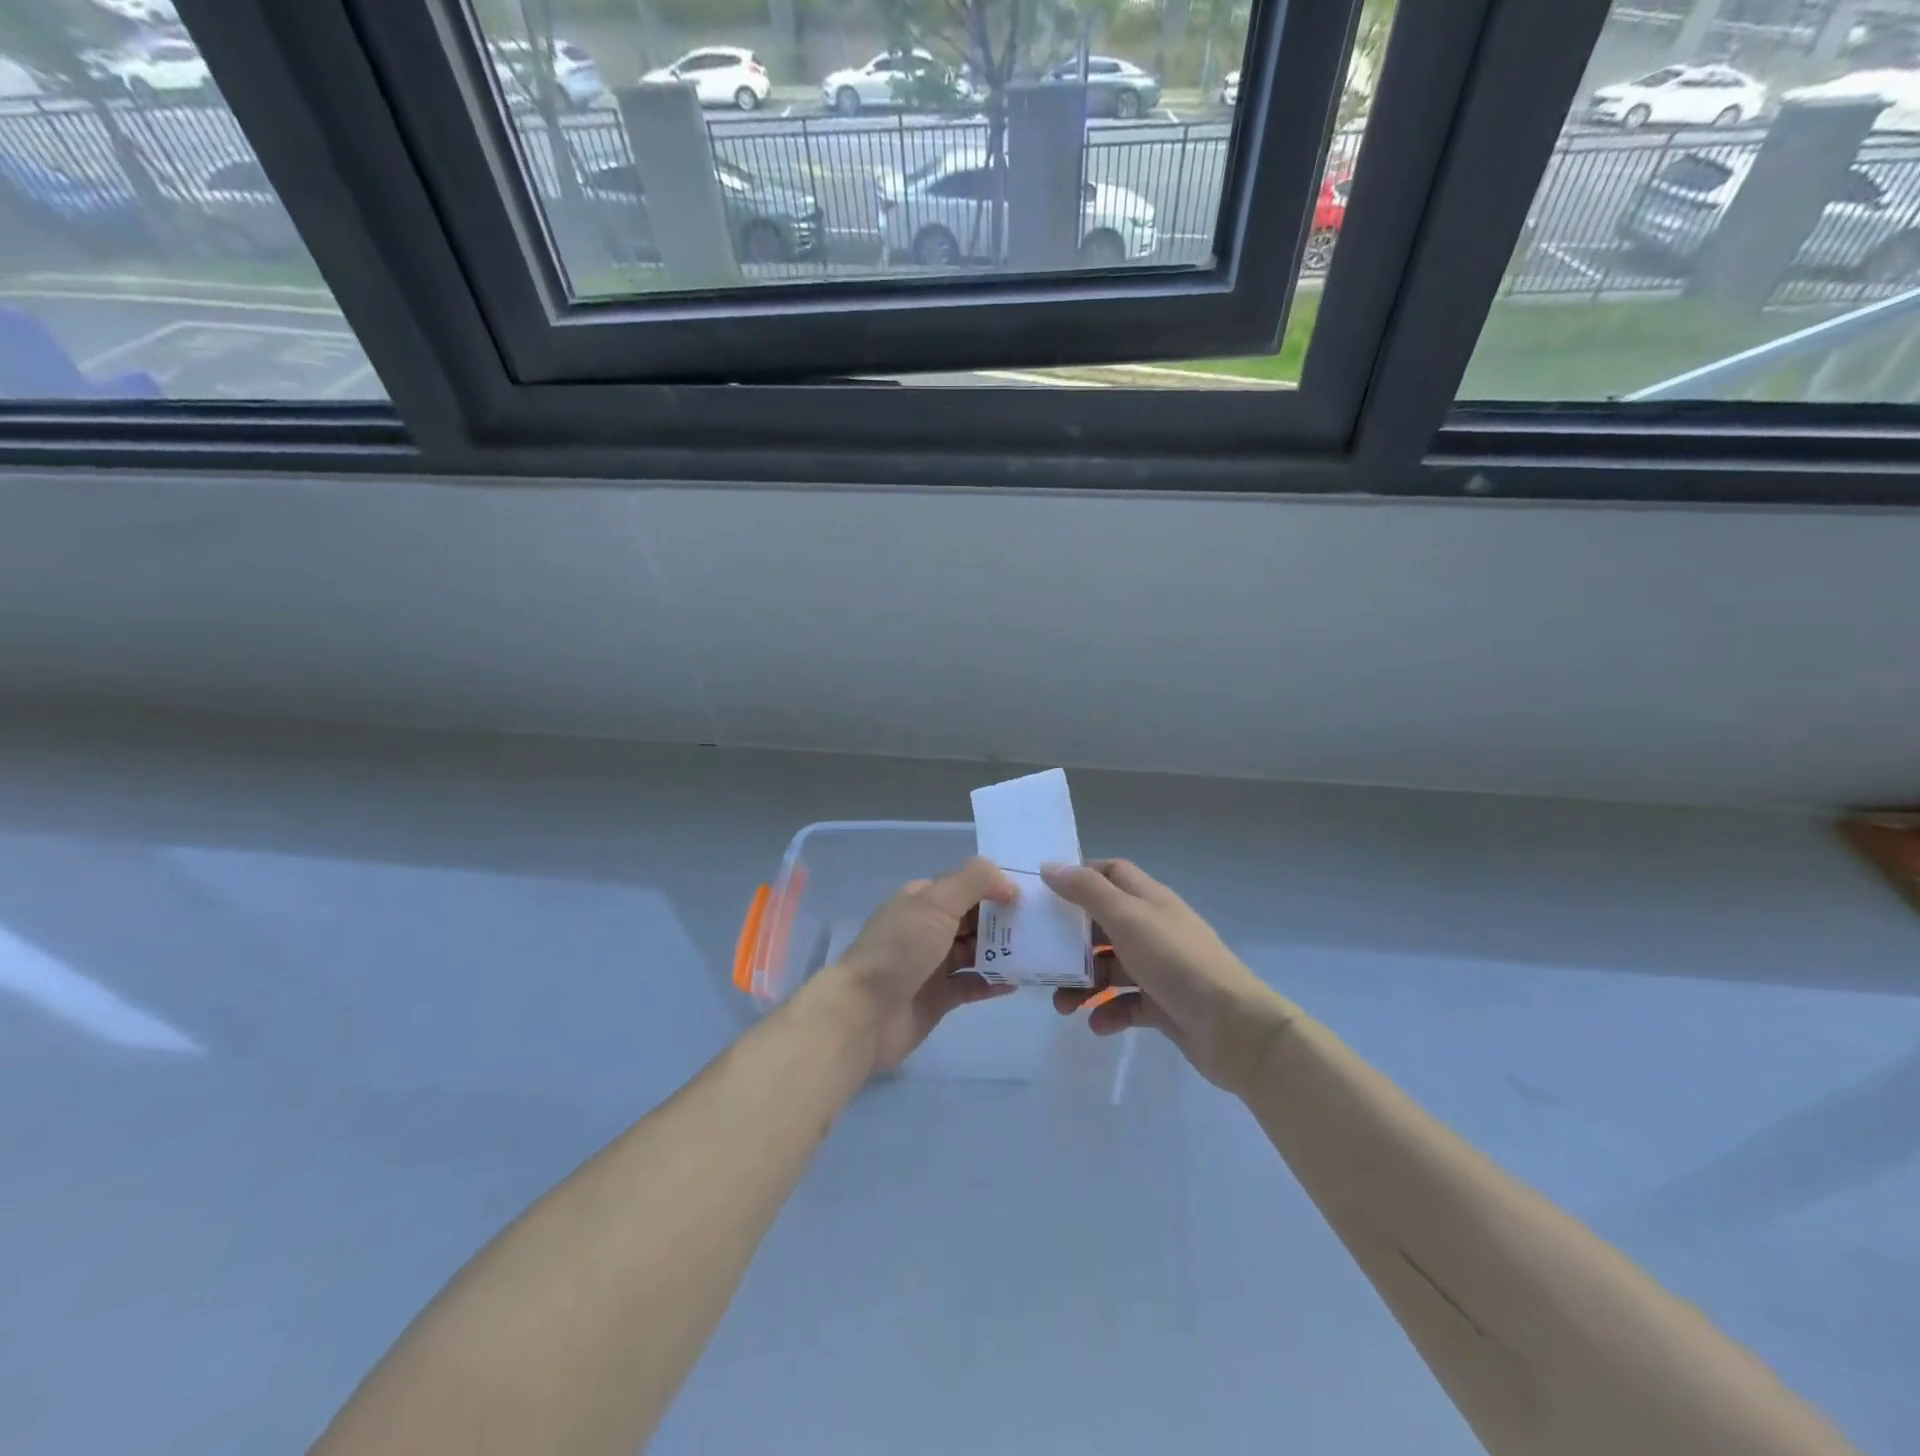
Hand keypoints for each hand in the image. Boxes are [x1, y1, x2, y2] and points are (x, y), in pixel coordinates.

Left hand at [814, 857, 1019, 1072]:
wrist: (863, 1014)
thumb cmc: (900, 950)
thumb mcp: (935, 902)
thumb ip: (974, 882)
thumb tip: (1009, 883)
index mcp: (923, 900)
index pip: (966, 885)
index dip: (997, 887)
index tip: (1032, 894)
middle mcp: (928, 928)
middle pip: (974, 918)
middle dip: (1005, 919)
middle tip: (1044, 925)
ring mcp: (933, 964)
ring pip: (976, 951)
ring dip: (1004, 950)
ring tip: (1039, 951)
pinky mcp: (939, 997)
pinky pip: (973, 984)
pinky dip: (994, 982)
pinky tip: (1018, 981)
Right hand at [1042, 859, 1295, 1092]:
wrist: (1233, 1026)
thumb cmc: (1175, 961)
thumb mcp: (1126, 917)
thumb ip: (1086, 891)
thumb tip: (1050, 867)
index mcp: (1148, 900)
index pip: (1111, 873)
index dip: (1080, 877)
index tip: (1047, 893)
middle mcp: (1153, 929)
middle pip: (1103, 924)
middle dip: (1072, 941)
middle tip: (1042, 956)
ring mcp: (1159, 968)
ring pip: (1110, 968)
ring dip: (1083, 984)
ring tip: (1063, 1005)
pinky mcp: (1163, 1005)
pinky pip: (1126, 1004)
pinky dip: (1108, 1012)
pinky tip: (1098, 1025)